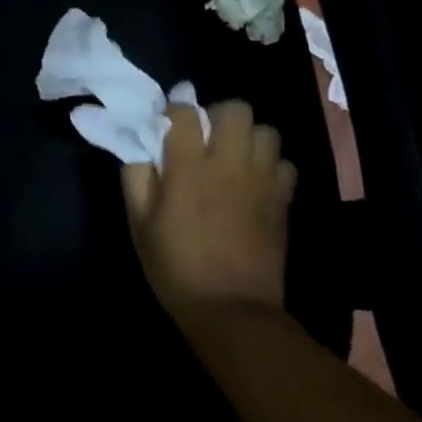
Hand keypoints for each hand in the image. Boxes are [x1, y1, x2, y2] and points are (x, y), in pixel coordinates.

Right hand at [121, 100, 295, 322]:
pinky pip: (285, 164)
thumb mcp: (139, 224)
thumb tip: (139, 147)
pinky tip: (255, 182)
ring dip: (248, 137)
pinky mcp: (283, 201)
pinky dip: (271, 165)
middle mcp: (228, 165)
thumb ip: (135, 177)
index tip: (167, 121)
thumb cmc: (176, 267)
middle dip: (218, 114)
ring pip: (266, 131)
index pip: (185, 112)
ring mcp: (261, 182)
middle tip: (206, 136)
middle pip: (236, 110)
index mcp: (187, 168)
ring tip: (233, 156)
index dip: (175, 109)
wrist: (233, 312)